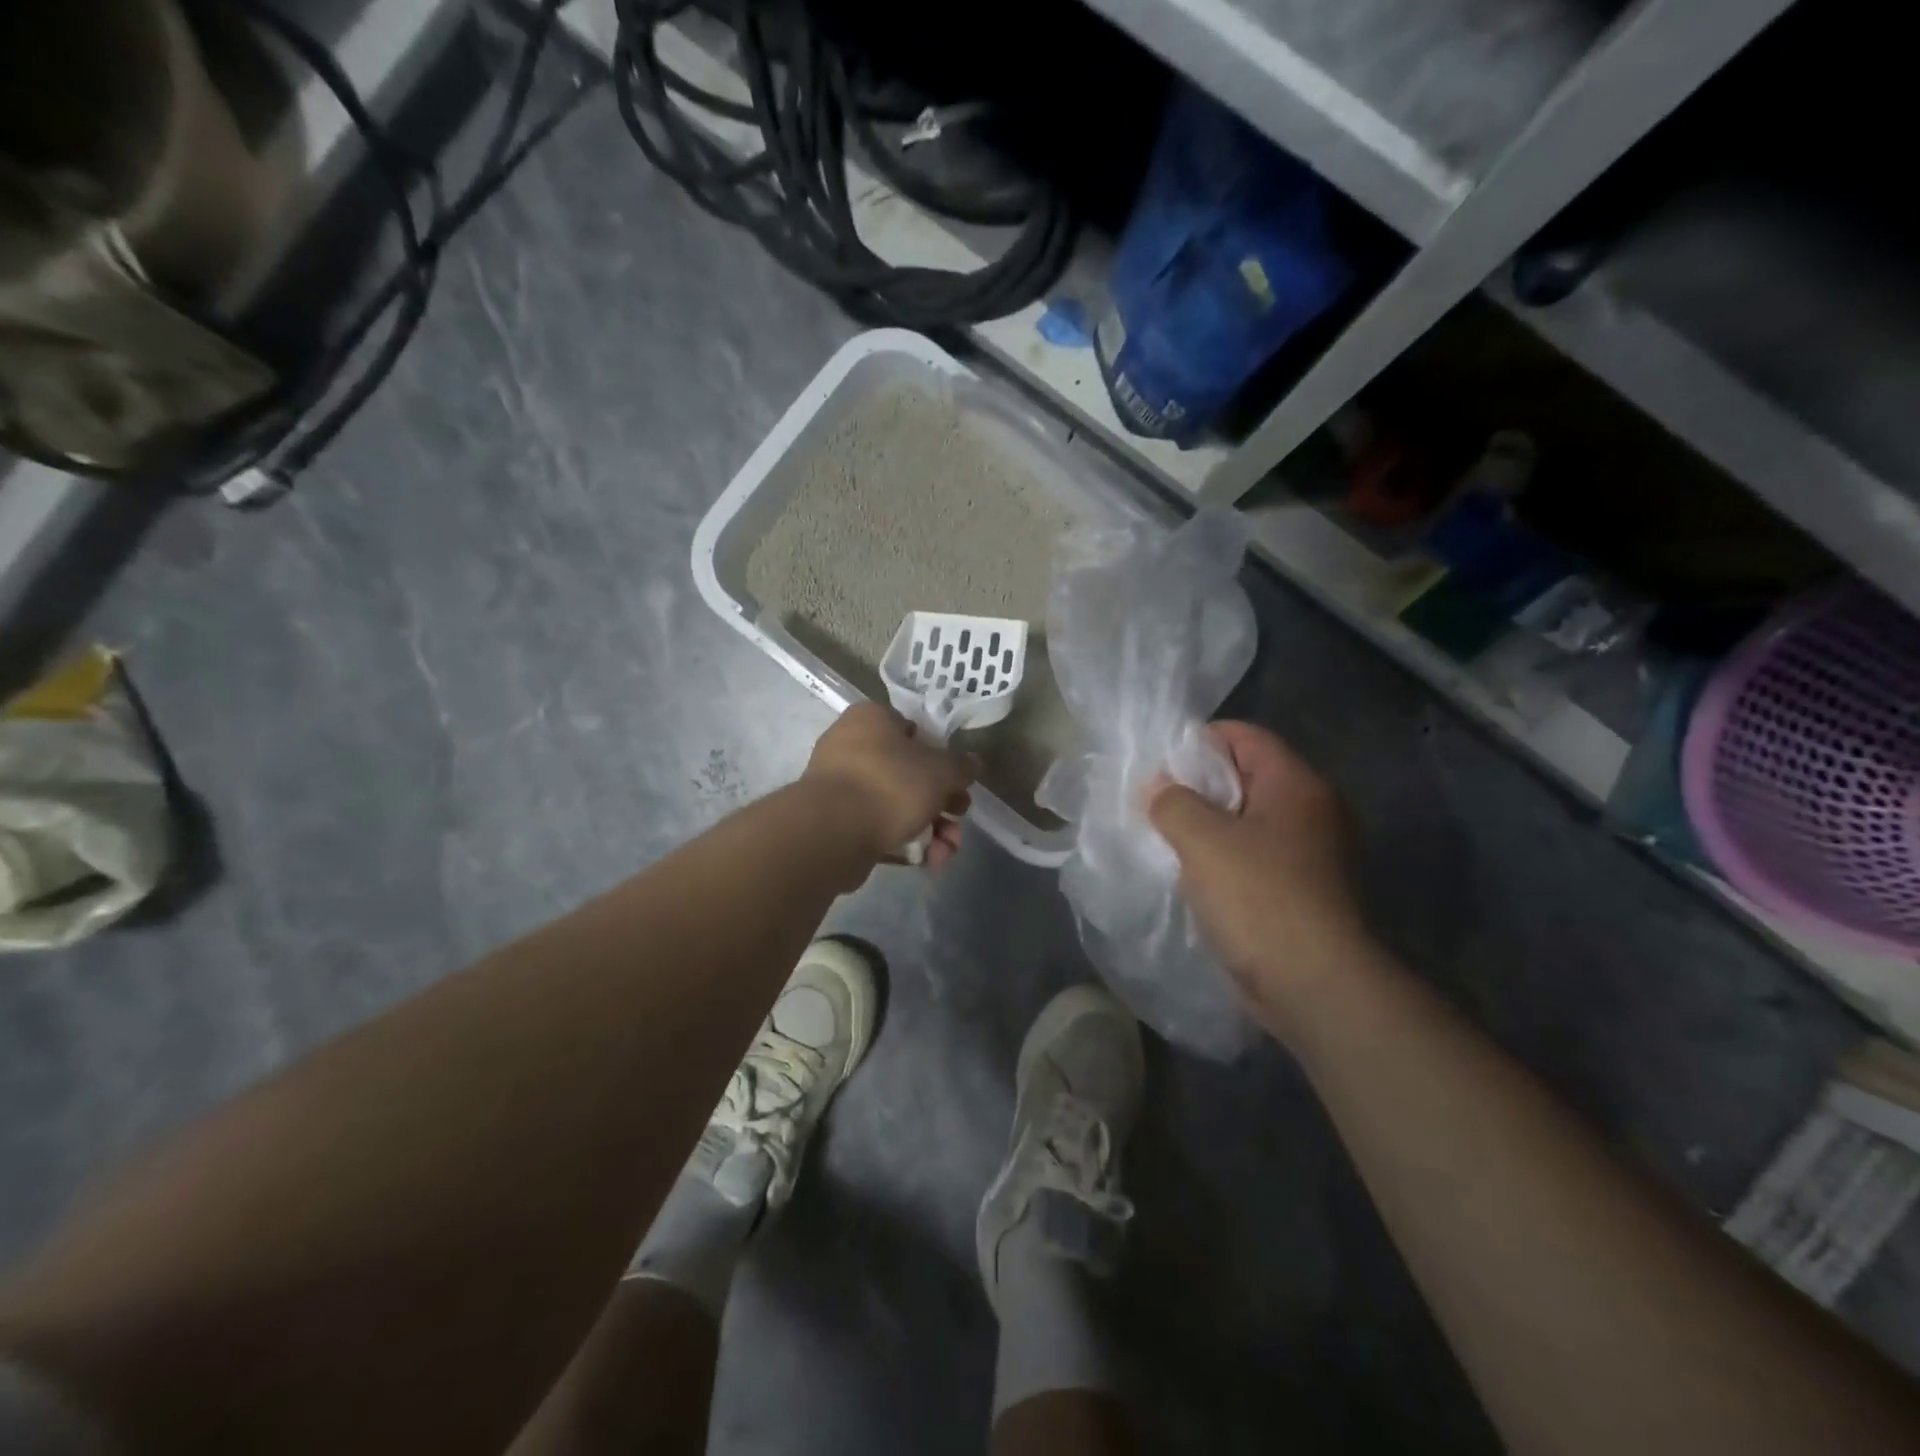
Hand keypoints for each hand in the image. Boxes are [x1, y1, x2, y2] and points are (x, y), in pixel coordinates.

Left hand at [803, 703, 976, 869]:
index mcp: (871, 720)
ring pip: (896, 806)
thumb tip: (971, 763)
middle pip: (908, 773)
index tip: (956, 779)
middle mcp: (851, 748)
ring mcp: (841, 788)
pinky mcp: (837, 824)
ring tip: (947, 852)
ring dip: (930, 829)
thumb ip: (961, 766)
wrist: (833, 832)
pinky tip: (928, 862)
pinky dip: (905, 844)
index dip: (939, 755)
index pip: (911, 729)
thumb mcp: (940, 770)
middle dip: (941, 803)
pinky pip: (879, 829)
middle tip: (959, 817)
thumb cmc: (890, 783)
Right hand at [1149, 721, 1373, 1031]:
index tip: (1159, 766)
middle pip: (1247, 779)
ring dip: (1209, 829)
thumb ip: (1173, 802)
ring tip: (1167, 841)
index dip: (1199, 742)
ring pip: (1250, 823)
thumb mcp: (1202, 840)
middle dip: (1199, 788)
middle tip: (1157, 804)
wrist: (1316, 986)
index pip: (1245, 737)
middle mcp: (1315, 813)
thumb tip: (1160, 787)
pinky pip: (1257, 859)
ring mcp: (1315, 855)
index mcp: (1297, 786)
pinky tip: (1194, 877)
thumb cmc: (1259, 898)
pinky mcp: (1306, 893)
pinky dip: (1226, 860)